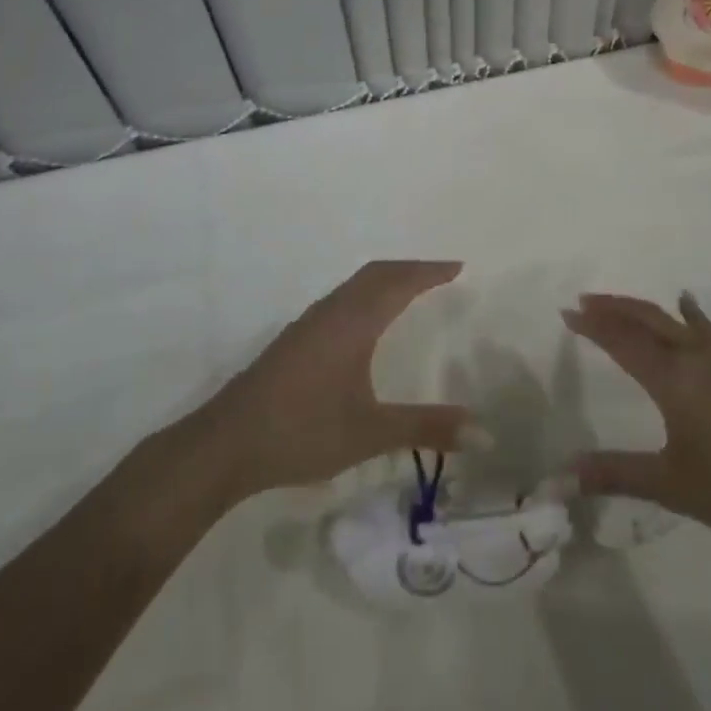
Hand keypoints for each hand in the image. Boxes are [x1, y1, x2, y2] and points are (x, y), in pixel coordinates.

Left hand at [197, 261, 480, 501]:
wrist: (225, 444)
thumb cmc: (303, 430)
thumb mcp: (371, 432)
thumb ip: (427, 428)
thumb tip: (485, 432)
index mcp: (354, 321)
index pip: (400, 282)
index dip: (430, 272)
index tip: (459, 267)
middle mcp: (332, 312)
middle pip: (376, 273)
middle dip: (410, 268)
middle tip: (440, 275)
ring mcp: (309, 324)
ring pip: (355, 285)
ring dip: (386, 279)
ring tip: (410, 291)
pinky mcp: (294, 340)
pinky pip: (341, 299)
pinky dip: (366, 295)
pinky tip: (365, 324)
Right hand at [563, 291, 710, 567]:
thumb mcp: (672, 486)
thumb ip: (617, 474)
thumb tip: (562, 476)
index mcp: (675, 380)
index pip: (623, 341)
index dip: (593, 325)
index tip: (567, 312)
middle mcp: (699, 357)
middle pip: (649, 318)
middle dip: (614, 307)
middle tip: (585, 301)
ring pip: (678, 320)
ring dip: (646, 310)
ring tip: (623, 305)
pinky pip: (707, 330)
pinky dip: (688, 315)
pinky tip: (689, 312)